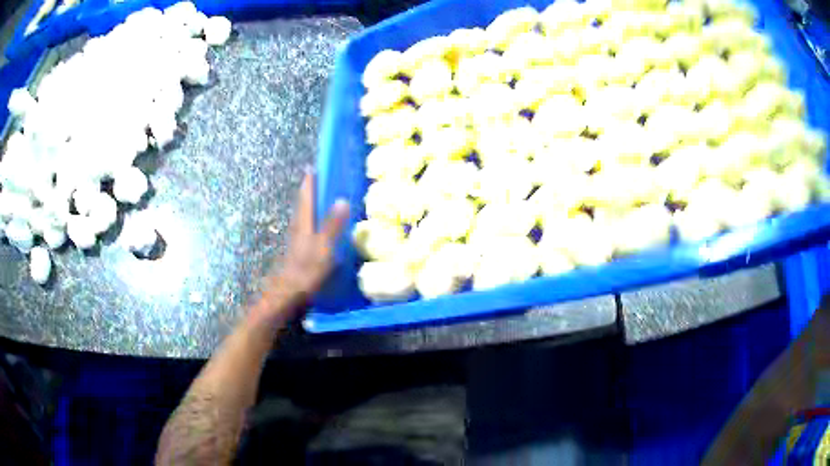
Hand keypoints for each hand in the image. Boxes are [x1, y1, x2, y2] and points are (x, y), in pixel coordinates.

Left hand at [257, 171, 349, 323]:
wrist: (288, 294)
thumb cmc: (306, 270)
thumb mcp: (323, 247)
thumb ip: (332, 224)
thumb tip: (342, 199)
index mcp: (304, 223)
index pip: (306, 196)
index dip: (309, 182)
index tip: (313, 167)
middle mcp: (298, 228)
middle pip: (303, 204)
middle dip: (309, 190)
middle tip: (317, 179)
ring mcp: (297, 241)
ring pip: (304, 216)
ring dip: (310, 205)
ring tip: (320, 198)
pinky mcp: (299, 252)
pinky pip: (307, 229)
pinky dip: (313, 221)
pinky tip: (319, 227)